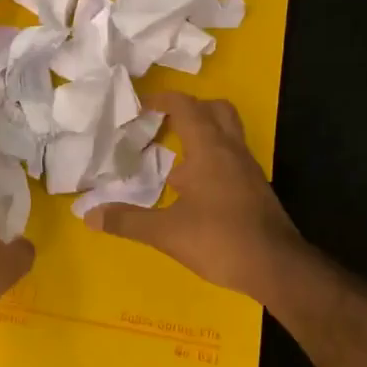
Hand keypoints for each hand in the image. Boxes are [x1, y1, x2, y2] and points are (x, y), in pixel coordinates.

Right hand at [83, 91, 305, 302]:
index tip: (141, 106)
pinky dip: (212, 160)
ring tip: (174, 160)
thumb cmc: (220, 240)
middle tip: (164, 123)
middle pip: (216, 110)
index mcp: (209, 149)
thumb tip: (89, 214)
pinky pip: (232, 158)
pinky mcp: (256, 188)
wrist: (277, 267)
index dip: (163, 100)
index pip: (186, 107)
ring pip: (228, 134)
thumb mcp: (167, 233)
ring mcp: (248, 169)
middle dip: (190, 109)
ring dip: (203, 135)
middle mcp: (232, 150)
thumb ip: (128, 221)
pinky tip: (194, 189)